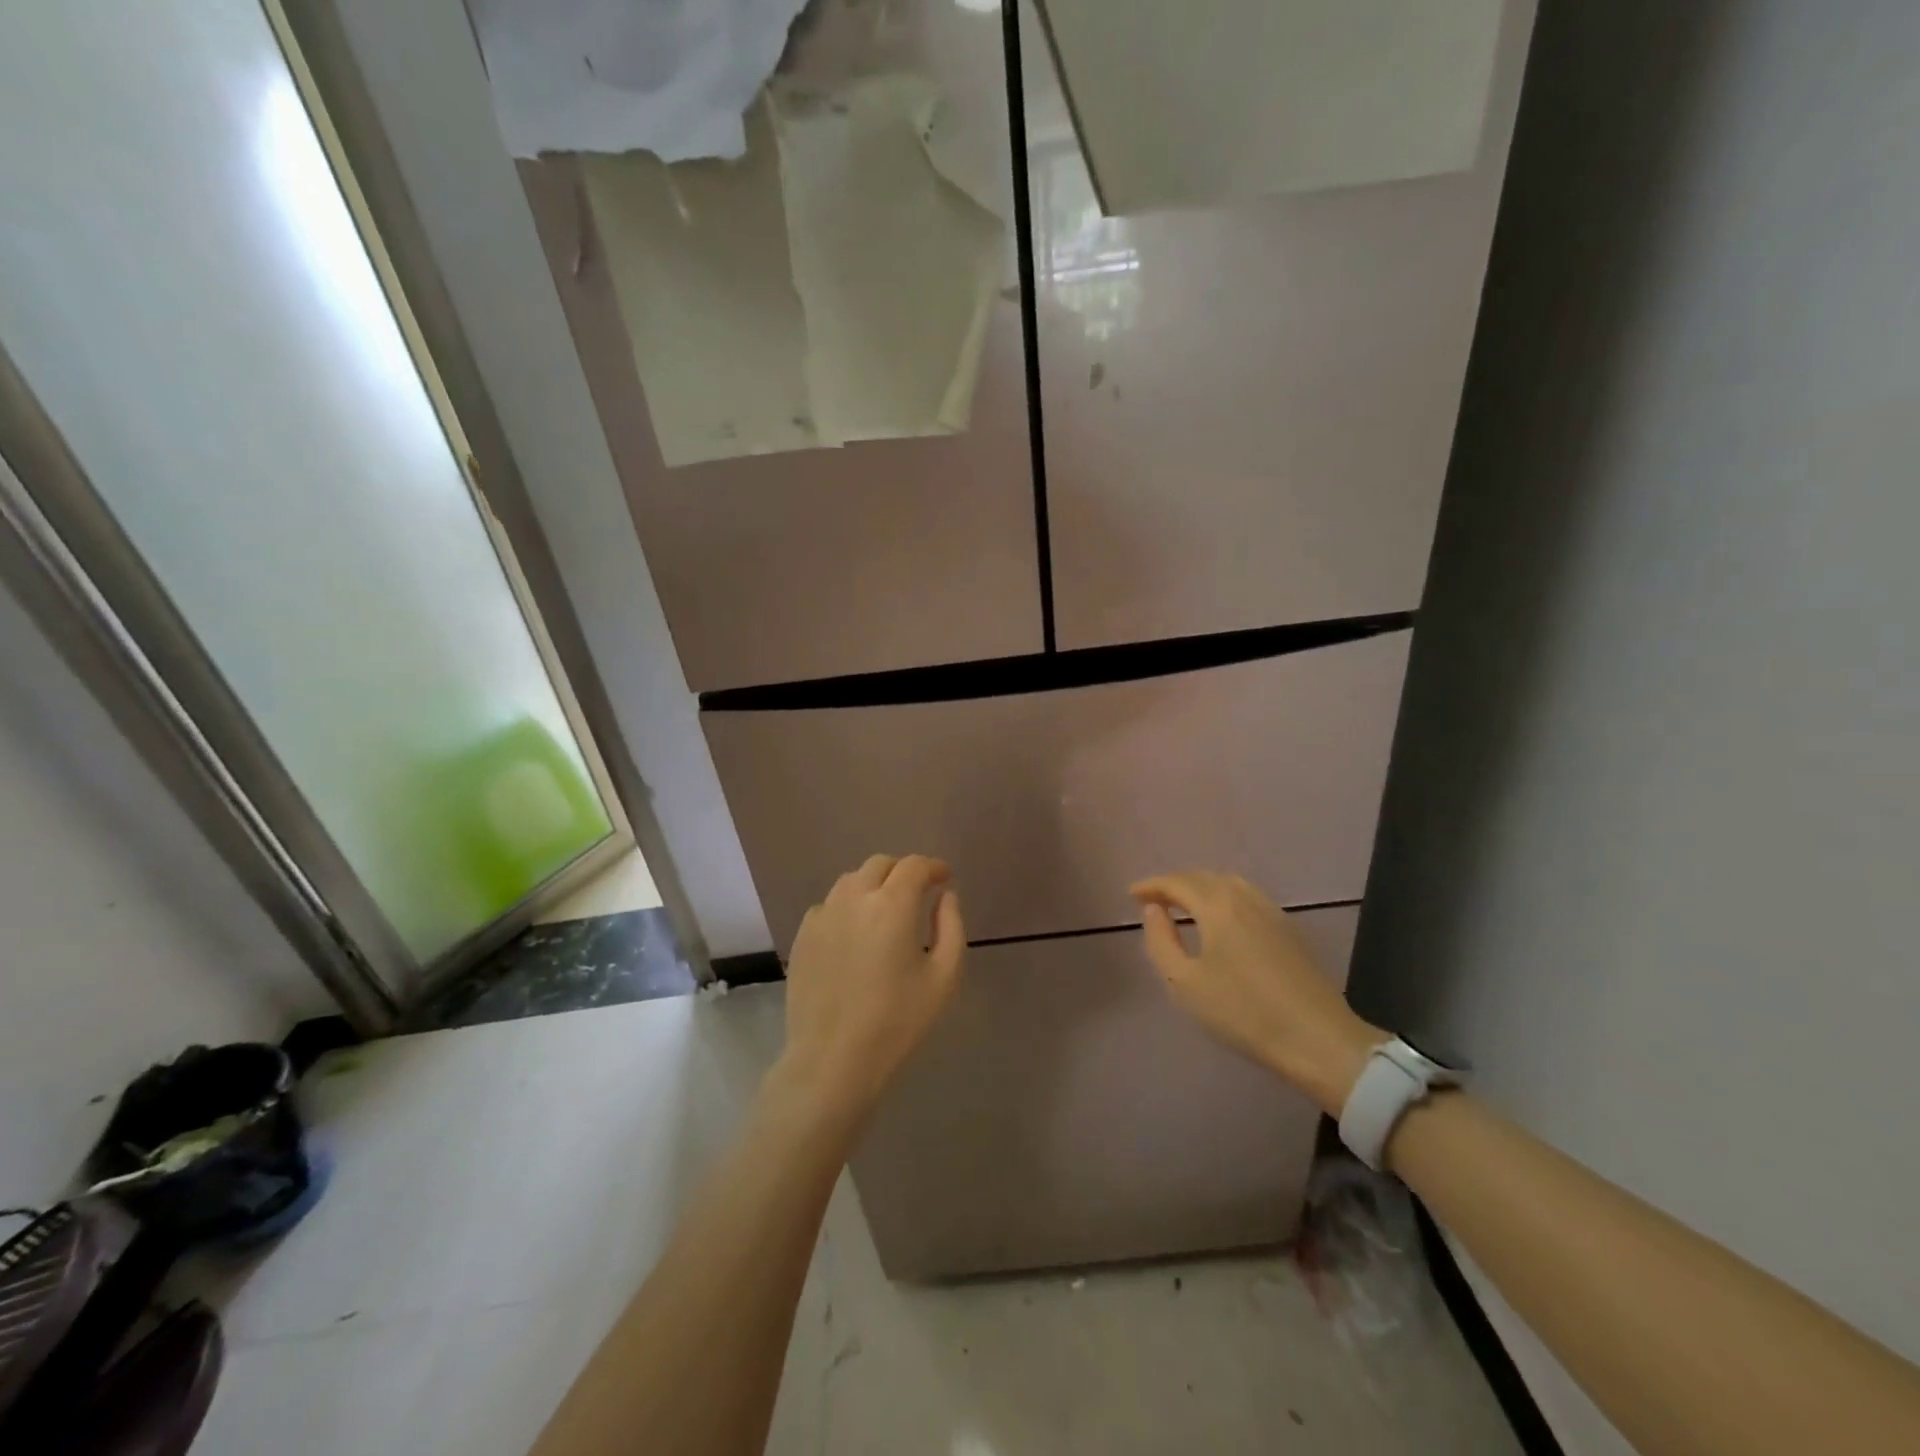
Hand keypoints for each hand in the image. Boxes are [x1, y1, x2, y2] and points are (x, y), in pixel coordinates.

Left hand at [770, 854, 964, 1127]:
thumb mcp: (944, 978)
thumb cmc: (898, 1022)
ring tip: (885, 912)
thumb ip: (951, 927)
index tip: (944, 879)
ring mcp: (823, 915)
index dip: (933, 867)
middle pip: (880, 864)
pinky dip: (848, 907)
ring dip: (873, 885)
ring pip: (851, 881)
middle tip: (917, 894)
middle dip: (903, 872)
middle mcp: (854, 898)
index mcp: (892, 904)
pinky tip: (855, 934)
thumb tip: (945, 896)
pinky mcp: (803, 936)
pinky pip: (829, 906)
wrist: (833, 1059)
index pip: (914, 866)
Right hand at [1129, 872, 1382, 1114]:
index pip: (1177, 882)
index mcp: (1217, 906)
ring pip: (1228, 884)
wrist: (1317, 1039)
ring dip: (1200, 888)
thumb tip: (1154, 911)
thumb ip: (1161, 941)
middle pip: (1203, 878)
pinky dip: (1223, 897)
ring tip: (1183, 906)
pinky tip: (1220, 919)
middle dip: (1175, 884)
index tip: (1131, 895)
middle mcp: (1244, 898)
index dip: (1151, 885)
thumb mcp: (1185, 983)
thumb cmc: (1243, 1012)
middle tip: (1153, 901)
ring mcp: (1271, 911)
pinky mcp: (1288, 928)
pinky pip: (1246, 896)